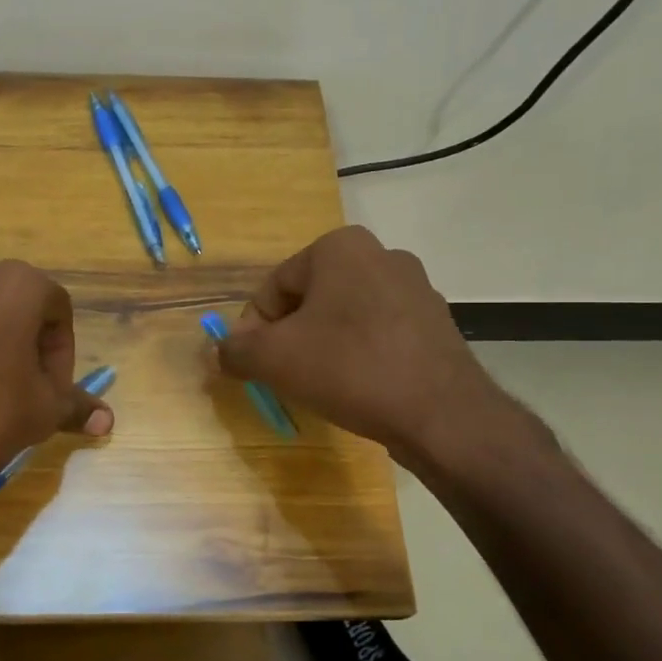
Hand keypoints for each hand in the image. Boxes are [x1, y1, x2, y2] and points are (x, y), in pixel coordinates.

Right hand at [216, 226, 533, 469]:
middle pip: (310, 299)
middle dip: (290, 337)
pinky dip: (359, 355)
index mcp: (339, 246)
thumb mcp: (274, 359)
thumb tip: (219, 351)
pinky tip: (359, 387)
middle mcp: (381, 254)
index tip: (253, 366)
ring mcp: (415, 287)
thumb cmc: (349, 369)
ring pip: (345, 316)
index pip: (274, 287)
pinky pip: (379, 333)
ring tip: (321, 385)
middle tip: (283, 376)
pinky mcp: (436, 321)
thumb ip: (236, 350)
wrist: (442, 413)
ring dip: (323, 346)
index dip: (254, 330)